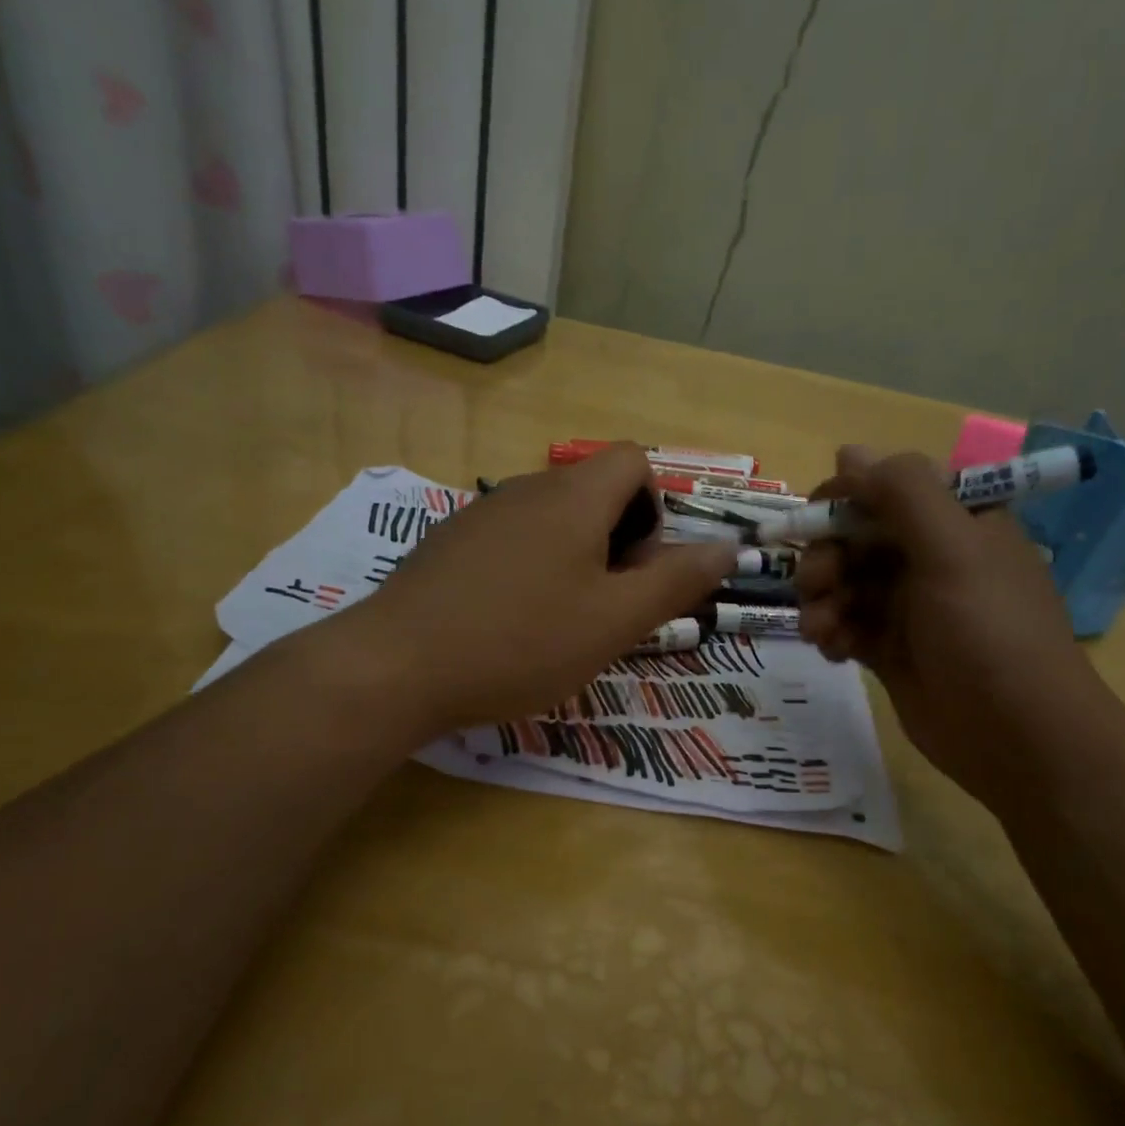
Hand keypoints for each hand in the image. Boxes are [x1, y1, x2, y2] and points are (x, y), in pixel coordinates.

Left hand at [351, 446, 736, 732]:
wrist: (397, 666)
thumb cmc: (521, 643)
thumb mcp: (614, 621)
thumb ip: (675, 581)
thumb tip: (727, 547)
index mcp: (573, 497)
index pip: (634, 460)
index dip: (654, 508)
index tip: (638, 568)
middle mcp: (526, 489)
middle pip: (594, 490)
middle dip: (618, 541)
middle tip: (604, 606)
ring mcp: (480, 514)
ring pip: (552, 519)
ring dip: (575, 560)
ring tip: (559, 622)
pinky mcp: (449, 544)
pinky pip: (512, 540)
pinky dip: (531, 569)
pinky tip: (510, 623)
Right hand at [796, 447, 1113, 811]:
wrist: (1016, 738)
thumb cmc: (989, 634)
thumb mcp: (952, 551)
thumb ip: (903, 493)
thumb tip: (848, 452)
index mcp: (958, 522)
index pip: (888, 489)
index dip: (845, 501)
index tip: (812, 522)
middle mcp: (933, 557)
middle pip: (857, 537)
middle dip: (827, 558)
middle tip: (815, 585)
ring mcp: (910, 605)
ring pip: (844, 582)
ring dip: (822, 600)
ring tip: (822, 630)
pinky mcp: (891, 648)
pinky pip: (846, 624)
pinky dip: (831, 632)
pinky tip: (833, 651)